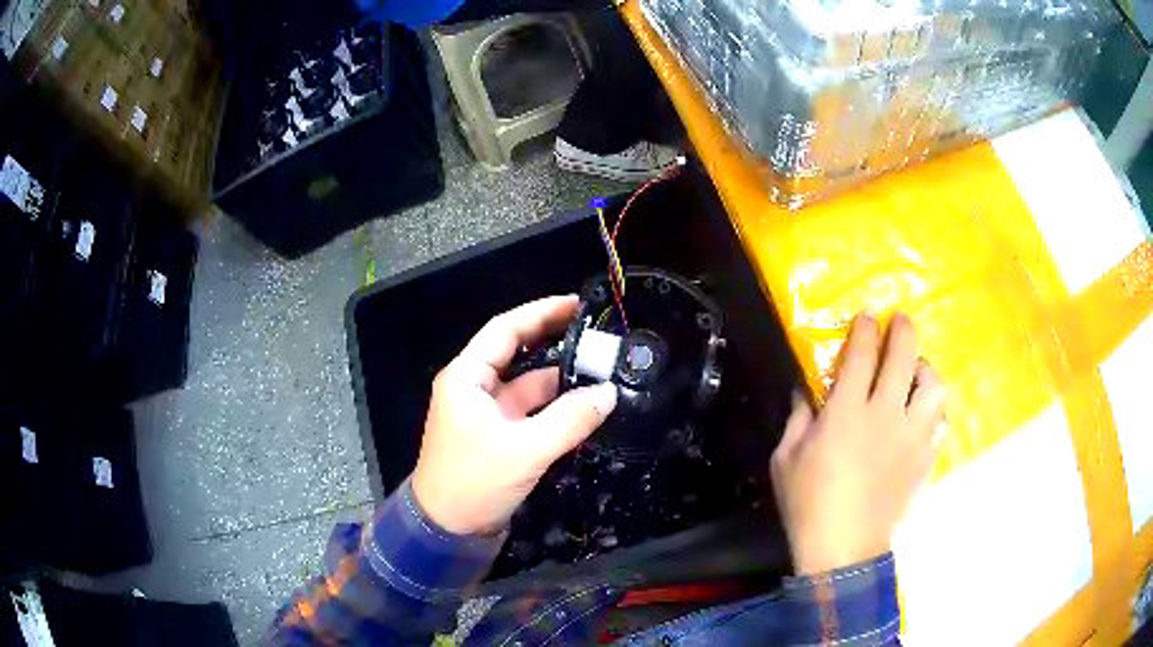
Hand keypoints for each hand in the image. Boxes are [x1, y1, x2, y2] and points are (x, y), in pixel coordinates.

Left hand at [411, 296, 618, 536]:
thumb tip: (609, 393)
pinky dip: (554, 406)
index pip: (505, 329)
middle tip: (594, 330)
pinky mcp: (497, 434)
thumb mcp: (525, 450)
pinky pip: (530, 410)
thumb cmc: (474, 482)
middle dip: (553, 339)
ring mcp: (486, 412)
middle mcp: (473, 387)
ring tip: (599, 367)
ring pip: (526, 384)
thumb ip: (569, 419)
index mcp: (466, 378)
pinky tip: (584, 403)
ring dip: (559, 377)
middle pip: (516, 352)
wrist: (447, 530)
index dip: (541, 312)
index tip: (576, 304)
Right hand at [770, 312, 945, 574]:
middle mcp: (885, 415)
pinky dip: (933, 412)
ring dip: (926, 370)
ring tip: (917, 371)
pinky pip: (940, 423)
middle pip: (904, 358)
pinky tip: (923, 416)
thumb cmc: (808, 503)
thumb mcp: (785, 460)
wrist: (844, 547)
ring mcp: (911, 437)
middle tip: (901, 320)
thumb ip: (798, 419)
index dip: (866, 330)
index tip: (867, 316)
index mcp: (847, 412)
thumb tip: (805, 391)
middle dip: (903, 331)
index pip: (862, 355)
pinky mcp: (924, 458)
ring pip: (933, 387)